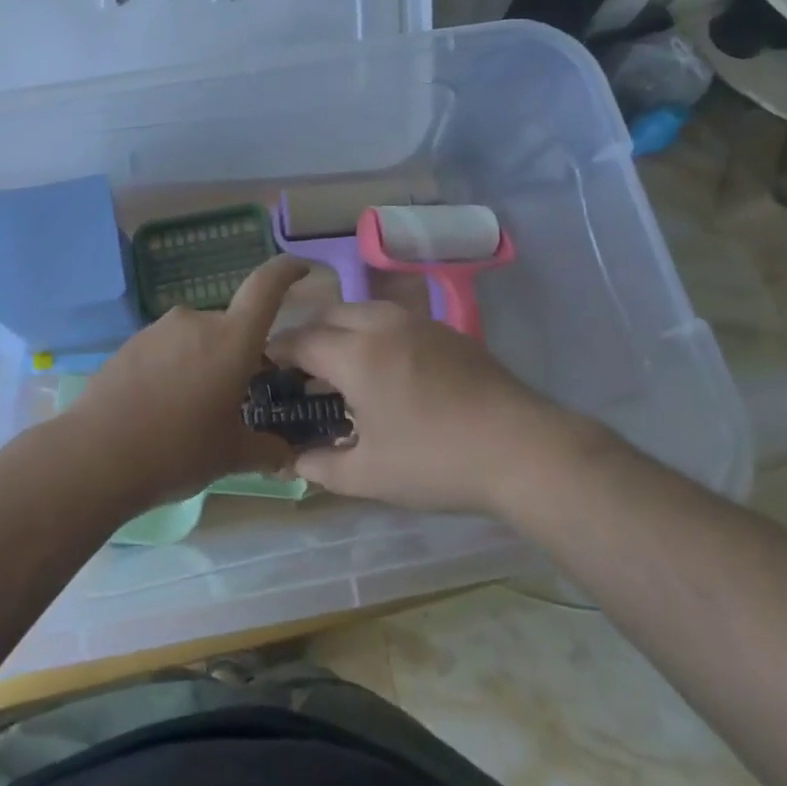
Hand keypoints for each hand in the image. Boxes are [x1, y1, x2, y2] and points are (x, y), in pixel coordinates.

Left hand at [66, 256, 309, 510]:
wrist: (97, 456)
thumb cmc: (177, 450)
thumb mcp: (231, 455)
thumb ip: (266, 449)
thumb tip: (288, 455)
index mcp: (231, 340)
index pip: (266, 287)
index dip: (286, 271)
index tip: (300, 268)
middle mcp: (196, 321)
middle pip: (229, 325)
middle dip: (237, 353)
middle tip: (235, 395)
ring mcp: (159, 329)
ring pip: (196, 338)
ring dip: (203, 362)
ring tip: (192, 409)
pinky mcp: (131, 343)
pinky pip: (166, 348)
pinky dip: (173, 367)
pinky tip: (161, 406)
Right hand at [270, 301, 575, 514]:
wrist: (521, 447)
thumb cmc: (436, 462)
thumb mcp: (371, 475)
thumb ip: (324, 466)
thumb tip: (295, 461)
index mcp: (355, 354)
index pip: (301, 340)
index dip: (277, 351)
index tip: (266, 366)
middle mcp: (381, 324)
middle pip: (329, 314)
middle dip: (308, 335)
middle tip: (302, 369)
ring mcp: (416, 322)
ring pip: (363, 310)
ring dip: (342, 329)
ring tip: (342, 365)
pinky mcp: (445, 330)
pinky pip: (394, 319)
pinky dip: (374, 332)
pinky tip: (387, 367)